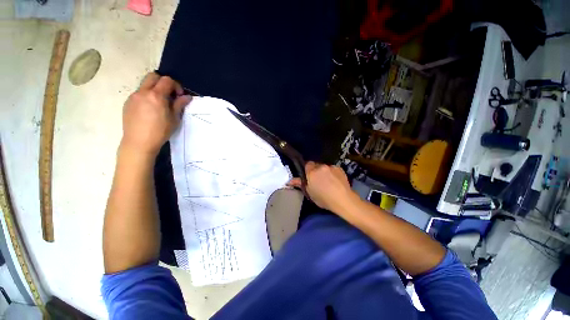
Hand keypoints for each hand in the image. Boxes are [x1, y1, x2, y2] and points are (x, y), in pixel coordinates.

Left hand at [120, 72, 191, 156]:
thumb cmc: (160, 131)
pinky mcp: (128, 102)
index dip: (176, 85)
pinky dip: (147, 96)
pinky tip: (150, 110)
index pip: (167, 80)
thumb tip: (187, 96)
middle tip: (169, 94)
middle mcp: (143, 92)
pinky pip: (139, 93)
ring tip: (160, 104)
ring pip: (145, 84)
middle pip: (153, 76)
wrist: (139, 142)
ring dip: (154, 89)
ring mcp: (133, 96)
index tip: (179, 96)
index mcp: (156, 95)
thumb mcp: (174, 119)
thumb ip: (180, 105)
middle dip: (163, 82)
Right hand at [288, 162, 356, 214]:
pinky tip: (335, 181)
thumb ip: (300, 184)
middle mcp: (321, 167)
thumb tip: (289, 181)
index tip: (309, 177)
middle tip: (318, 180)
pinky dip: (332, 173)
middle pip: (316, 165)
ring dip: (324, 172)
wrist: (343, 200)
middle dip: (315, 171)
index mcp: (312, 172)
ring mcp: (331, 167)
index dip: (308, 170)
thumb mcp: (310, 193)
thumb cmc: (324, 199)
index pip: (307, 164)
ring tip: (328, 181)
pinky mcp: (339, 168)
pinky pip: (333, 169)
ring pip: (324, 167)